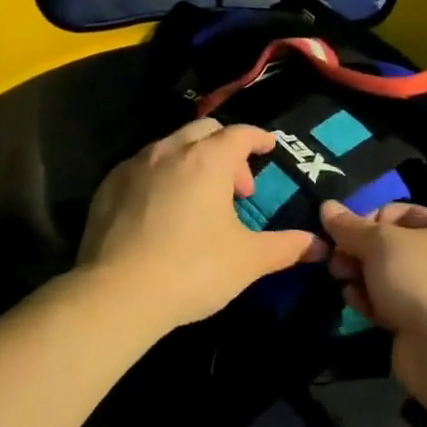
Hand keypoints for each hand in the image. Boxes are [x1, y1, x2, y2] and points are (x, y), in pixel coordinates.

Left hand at [78, 120, 326, 333]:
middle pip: (205, 131)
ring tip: (199, 198)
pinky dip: (161, 175)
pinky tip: (162, 209)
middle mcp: (171, 151)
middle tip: (236, 188)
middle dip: (226, 149)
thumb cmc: (192, 270)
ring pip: (171, 145)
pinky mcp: (107, 186)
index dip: (259, 138)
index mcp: (208, 160)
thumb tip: (318, 245)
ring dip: (192, 160)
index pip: (241, 133)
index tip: (269, 147)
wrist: (116, 296)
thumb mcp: (248, 260)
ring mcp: (134, 166)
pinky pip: (142, 166)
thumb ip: (286, 247)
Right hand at [319, 201, 426, 386]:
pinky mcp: (419, 323)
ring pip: (386, 276)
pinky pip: (389, 303)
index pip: (399, 212)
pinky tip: (352, 300)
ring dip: (360, 275)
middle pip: (390, 246)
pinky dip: (369, 300)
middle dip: (358, 251)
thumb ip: (350, 226)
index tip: (344, 234)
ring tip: (339, 279)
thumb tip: (326, 206)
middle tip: (335, 260)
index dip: (368, 219)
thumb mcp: (380, 243)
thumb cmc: (419, 279)